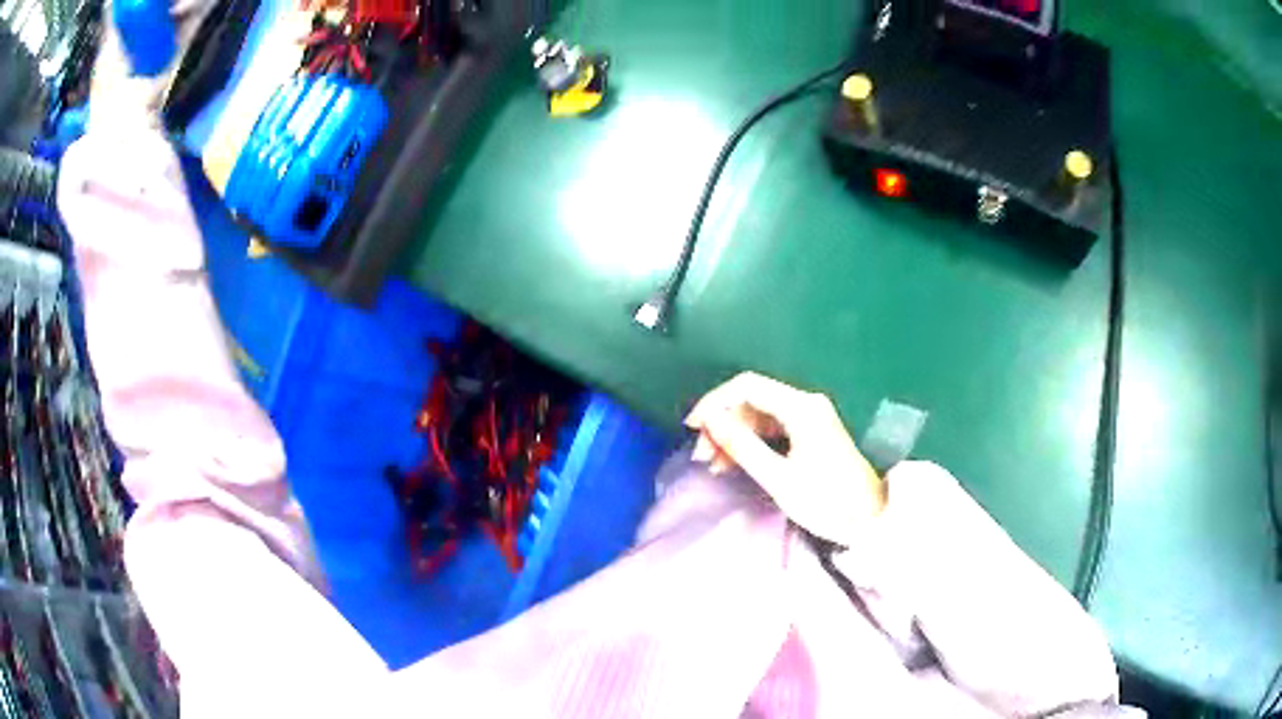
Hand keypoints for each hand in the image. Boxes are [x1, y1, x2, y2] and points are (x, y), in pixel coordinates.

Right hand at [685, 372, 884, 546]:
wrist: (869, 520)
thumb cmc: (825, 501)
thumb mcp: (778, 477)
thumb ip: (741, 445)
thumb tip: (709, 419)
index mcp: (801, 407)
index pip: (746, 386)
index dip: (714, 402)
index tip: (692, 429)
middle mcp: (805, 404)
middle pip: (752, 400)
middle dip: (722, 423)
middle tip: (701, 456)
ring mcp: (809, 418)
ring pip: (758, 415)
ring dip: (733, 435)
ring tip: (713, 466)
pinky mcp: (809, 434)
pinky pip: (770, 428)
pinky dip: (749, 442)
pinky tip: (733, 463)